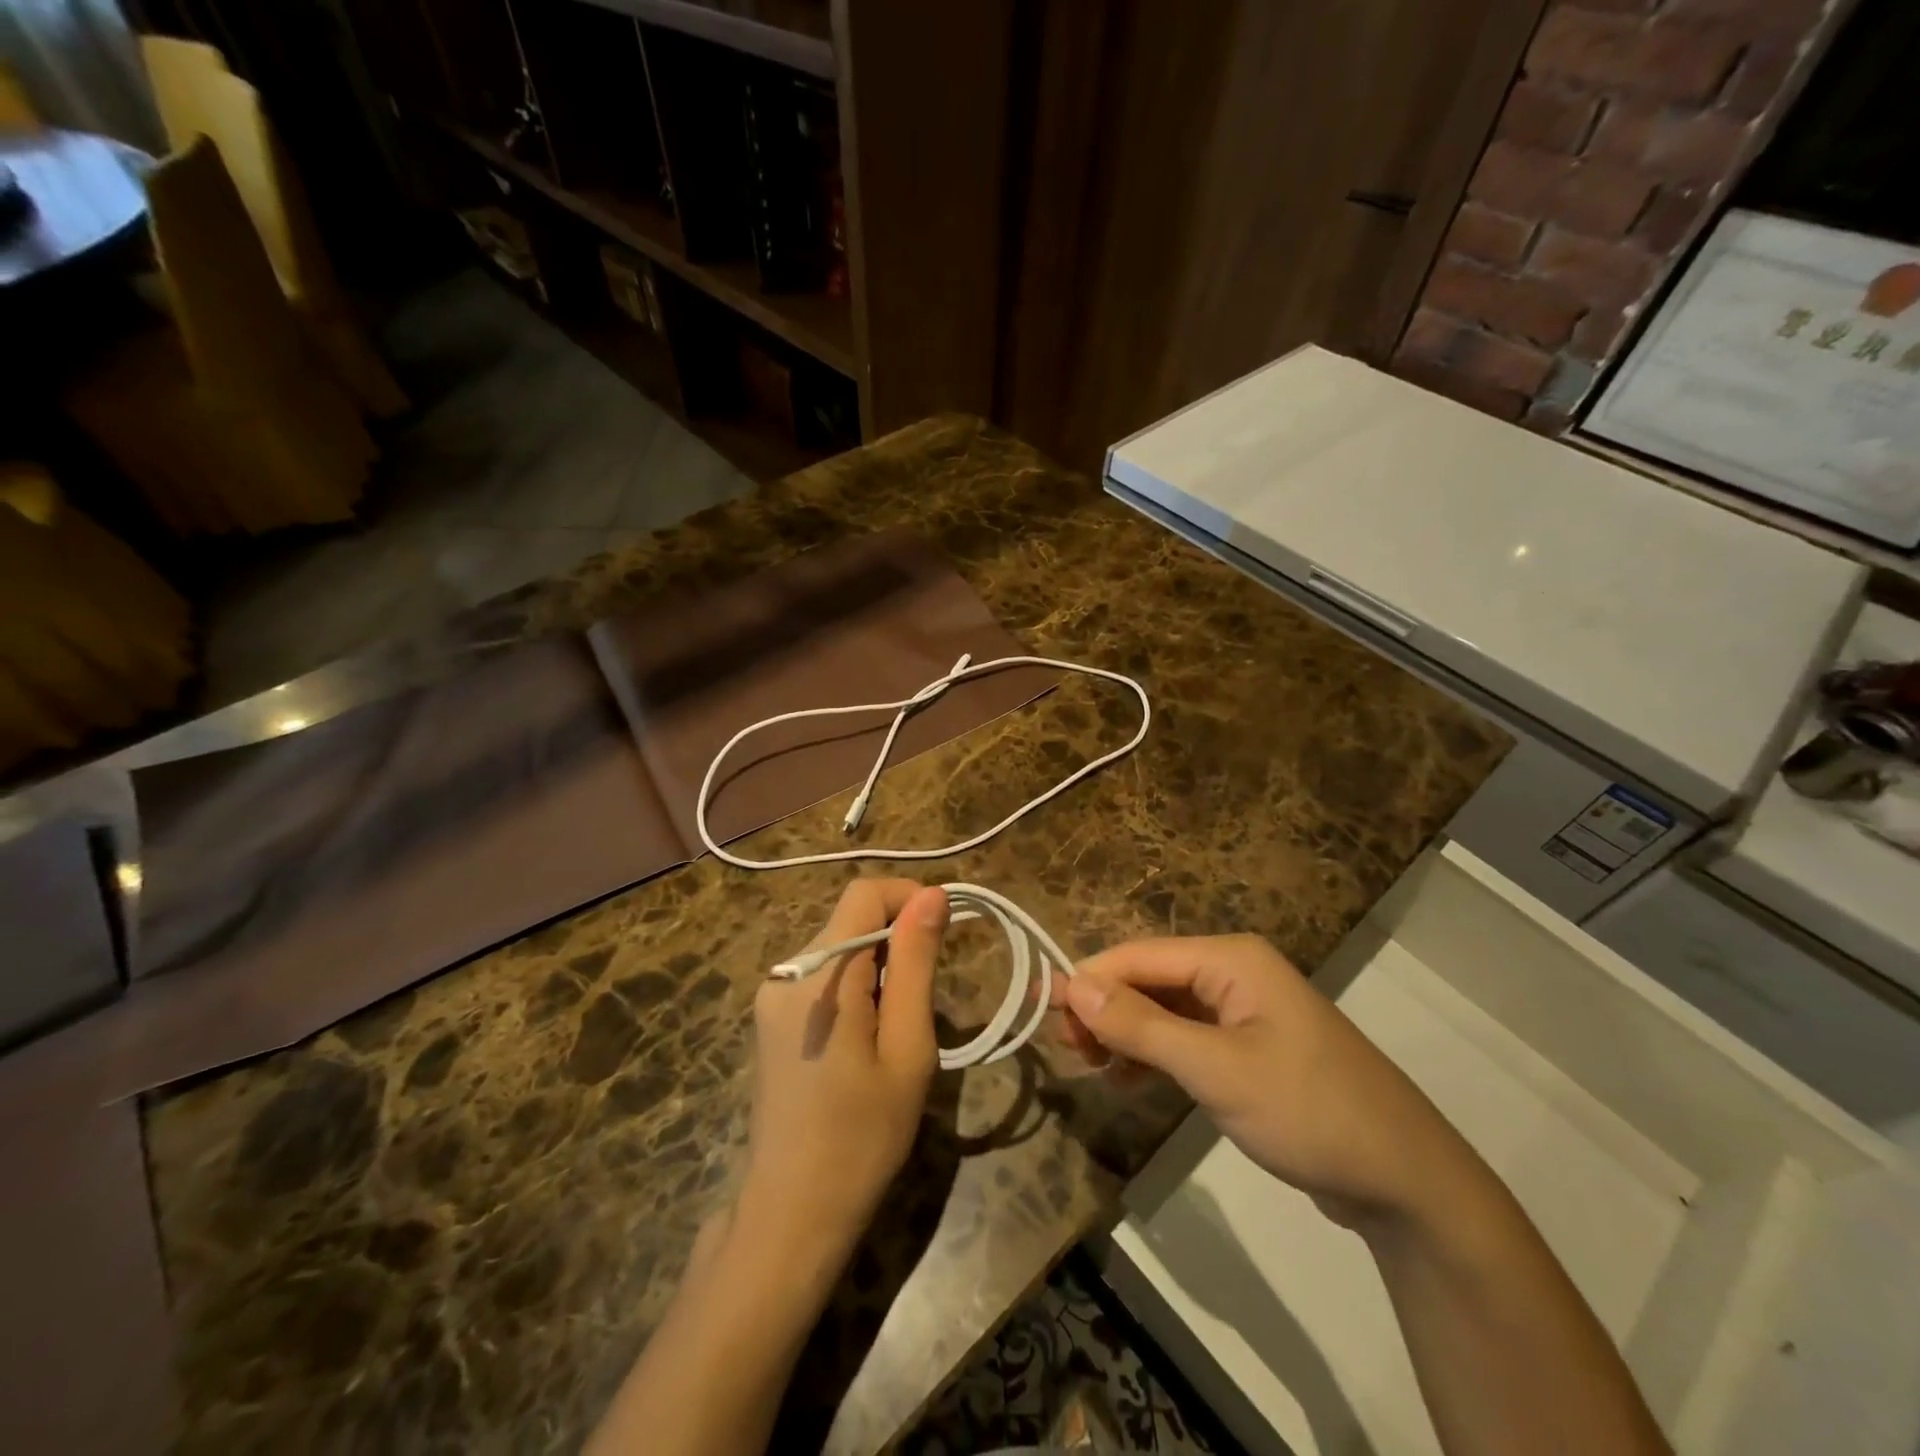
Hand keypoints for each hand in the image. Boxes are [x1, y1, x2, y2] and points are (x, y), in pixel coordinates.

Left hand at [737, 878, 949, 1260]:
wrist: (792, 1213)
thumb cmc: (862, 1135)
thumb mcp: (907, 1047)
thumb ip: (916, 963)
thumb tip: (933, 895)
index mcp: (819, 975)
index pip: (865, 893)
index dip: (909, 898)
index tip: (944, 933)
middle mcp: (786, 971)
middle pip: (851, 919)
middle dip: (896, 941)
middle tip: (924, 1001)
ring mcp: (772, 994)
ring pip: (839, 947)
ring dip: (877, 967)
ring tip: (895, 1030)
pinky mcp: (770, 1016)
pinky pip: (821, 974)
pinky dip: (854, 986)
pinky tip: (864, 1040)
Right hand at [1060, 935, 1476, 1226]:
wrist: (1407, 1181)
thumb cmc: (1308, 1110)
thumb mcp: (1216, 1069)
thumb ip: (1142, 1026)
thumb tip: (1072, 987)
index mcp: (1229, 958)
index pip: (1138, 955)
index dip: (1088, 981)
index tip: (1044, 1016)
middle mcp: (1233, 971)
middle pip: (1148, 978)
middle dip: (1105, 1009)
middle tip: (1068, 1052)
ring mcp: (1243, 1010)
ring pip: (1163, 1009)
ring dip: (1125, 1033)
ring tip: (1091, 1067)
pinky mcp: (1248, 1047)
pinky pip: (1185, 1036)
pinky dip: (1153, 1054)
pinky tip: (1128, 1081)